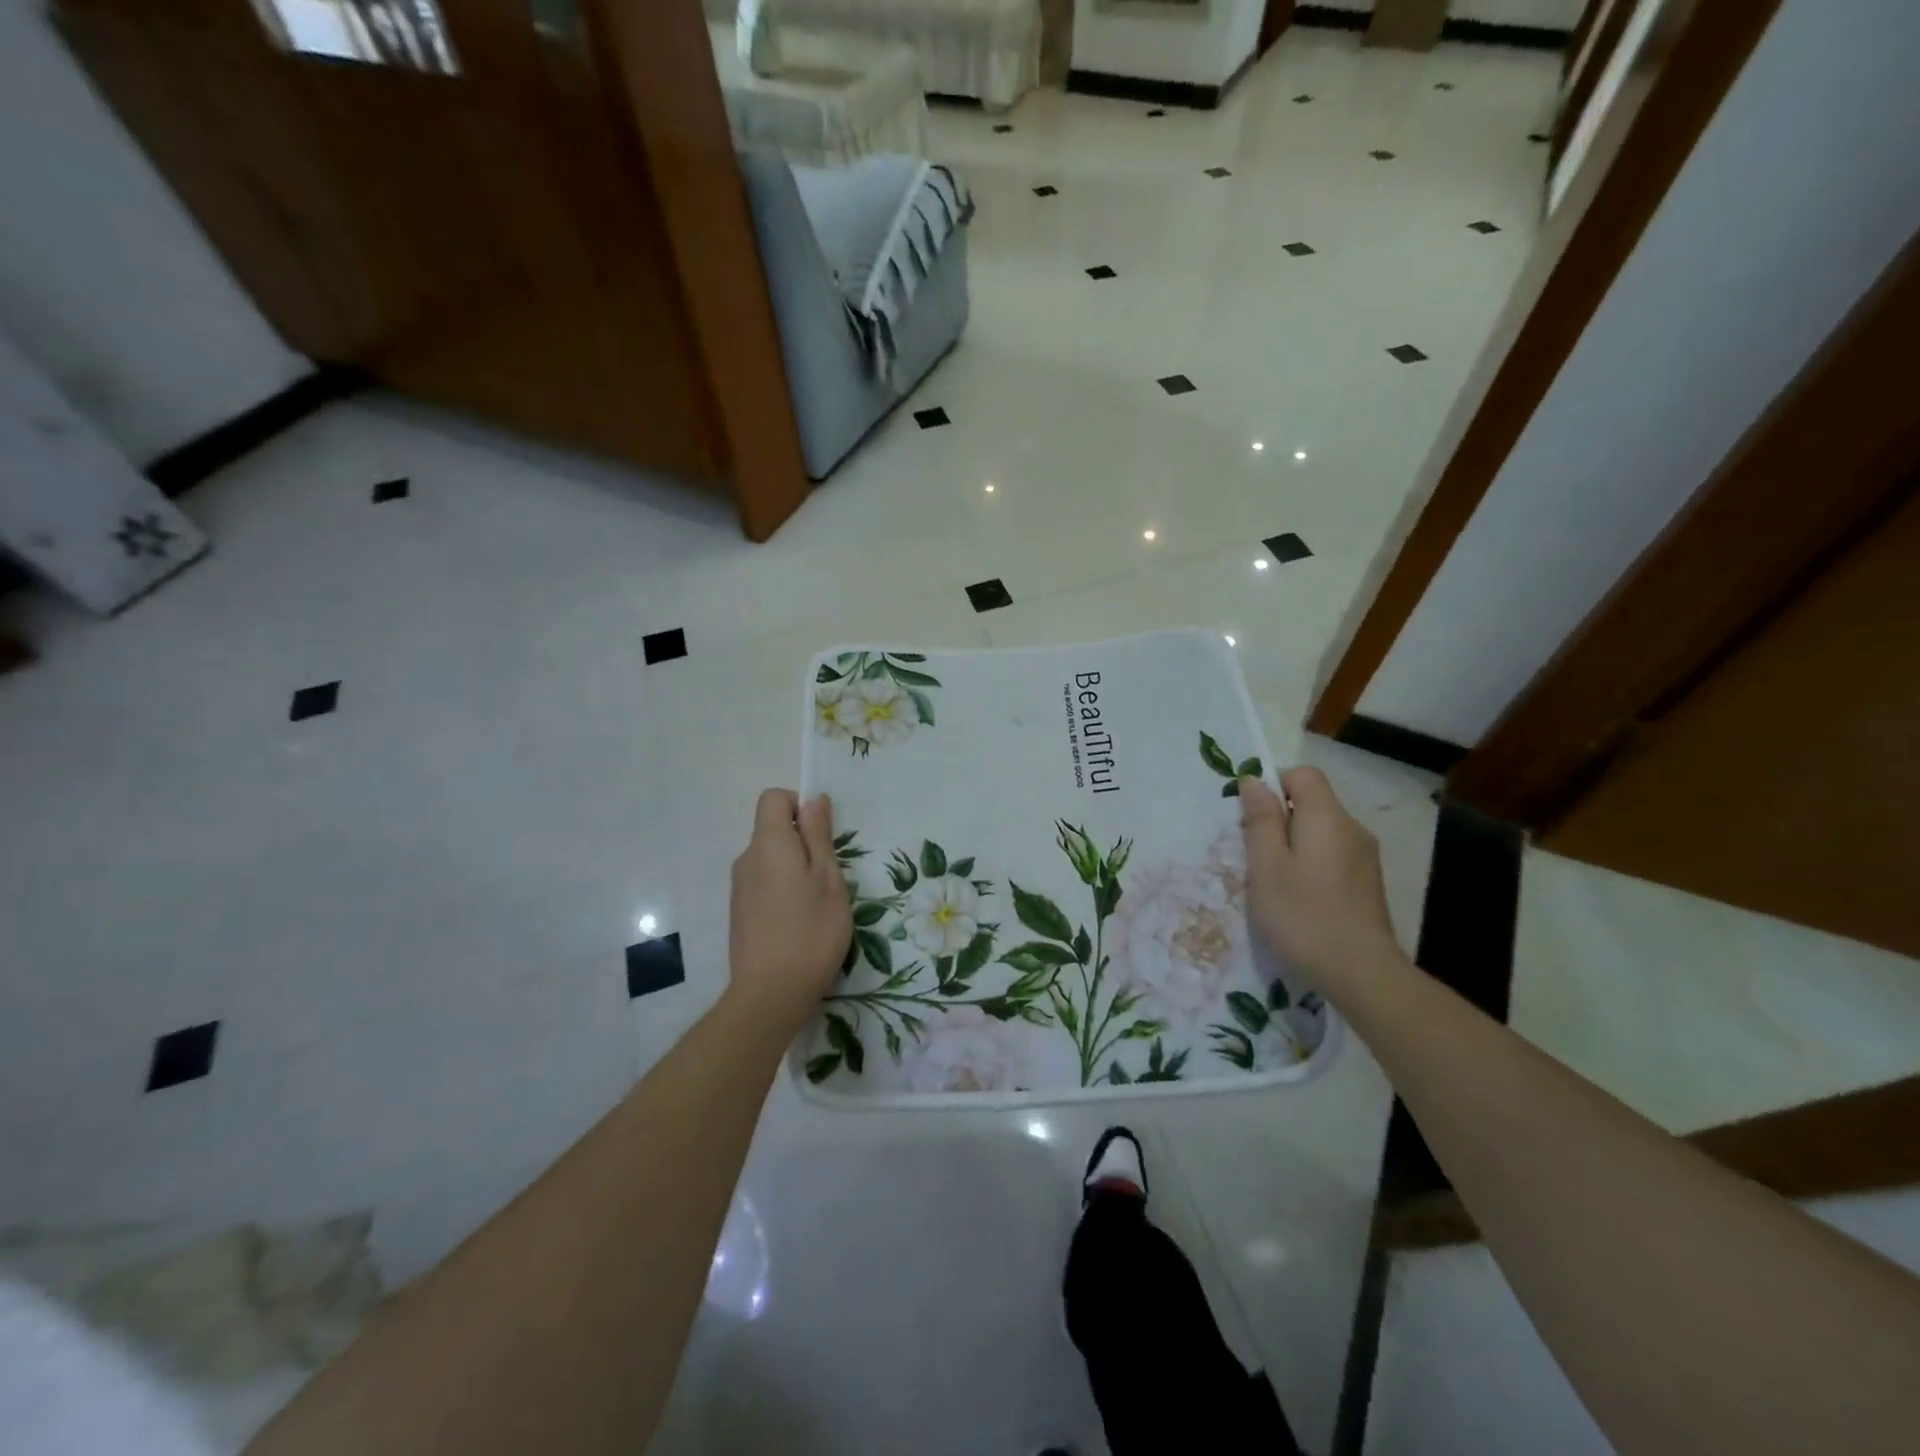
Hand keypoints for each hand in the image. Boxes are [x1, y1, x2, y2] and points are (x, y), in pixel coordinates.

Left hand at [727, 789, 851, 1035]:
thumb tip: (812, 799)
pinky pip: (763, 884)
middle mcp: (746, 859)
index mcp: (768, 844)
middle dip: (802, 842)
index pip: (773, 798)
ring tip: (816, 904)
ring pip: (770, 859)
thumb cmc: (811, 931)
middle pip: (772, 830)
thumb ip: (818, 835)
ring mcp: (739, 888)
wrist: (770, 994)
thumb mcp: (828, 878)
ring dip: (793, 869)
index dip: (798, 806)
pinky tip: (798, 923)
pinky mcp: (739, 913)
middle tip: (828, 877)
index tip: (821, 836)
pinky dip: (782, 891)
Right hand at [1240, 768, 1397, 984]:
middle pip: (1313, 804)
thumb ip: (1260, 820)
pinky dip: (1312, 866)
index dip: (1274, 785)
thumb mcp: (1266, 866)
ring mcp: (1365, 858)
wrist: (1361, 973)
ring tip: (1276, 883)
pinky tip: (1301, 900)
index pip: (1303, 775)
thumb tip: (1254, 780)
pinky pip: (1333, 856)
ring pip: (1322, 833)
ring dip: (1295, 846)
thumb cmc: (1302, 915)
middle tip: (1256, 856)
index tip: (1252, 818)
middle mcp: (1352, 829)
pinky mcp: (1368, 884)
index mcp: (1327, 817)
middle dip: (1280, 820)